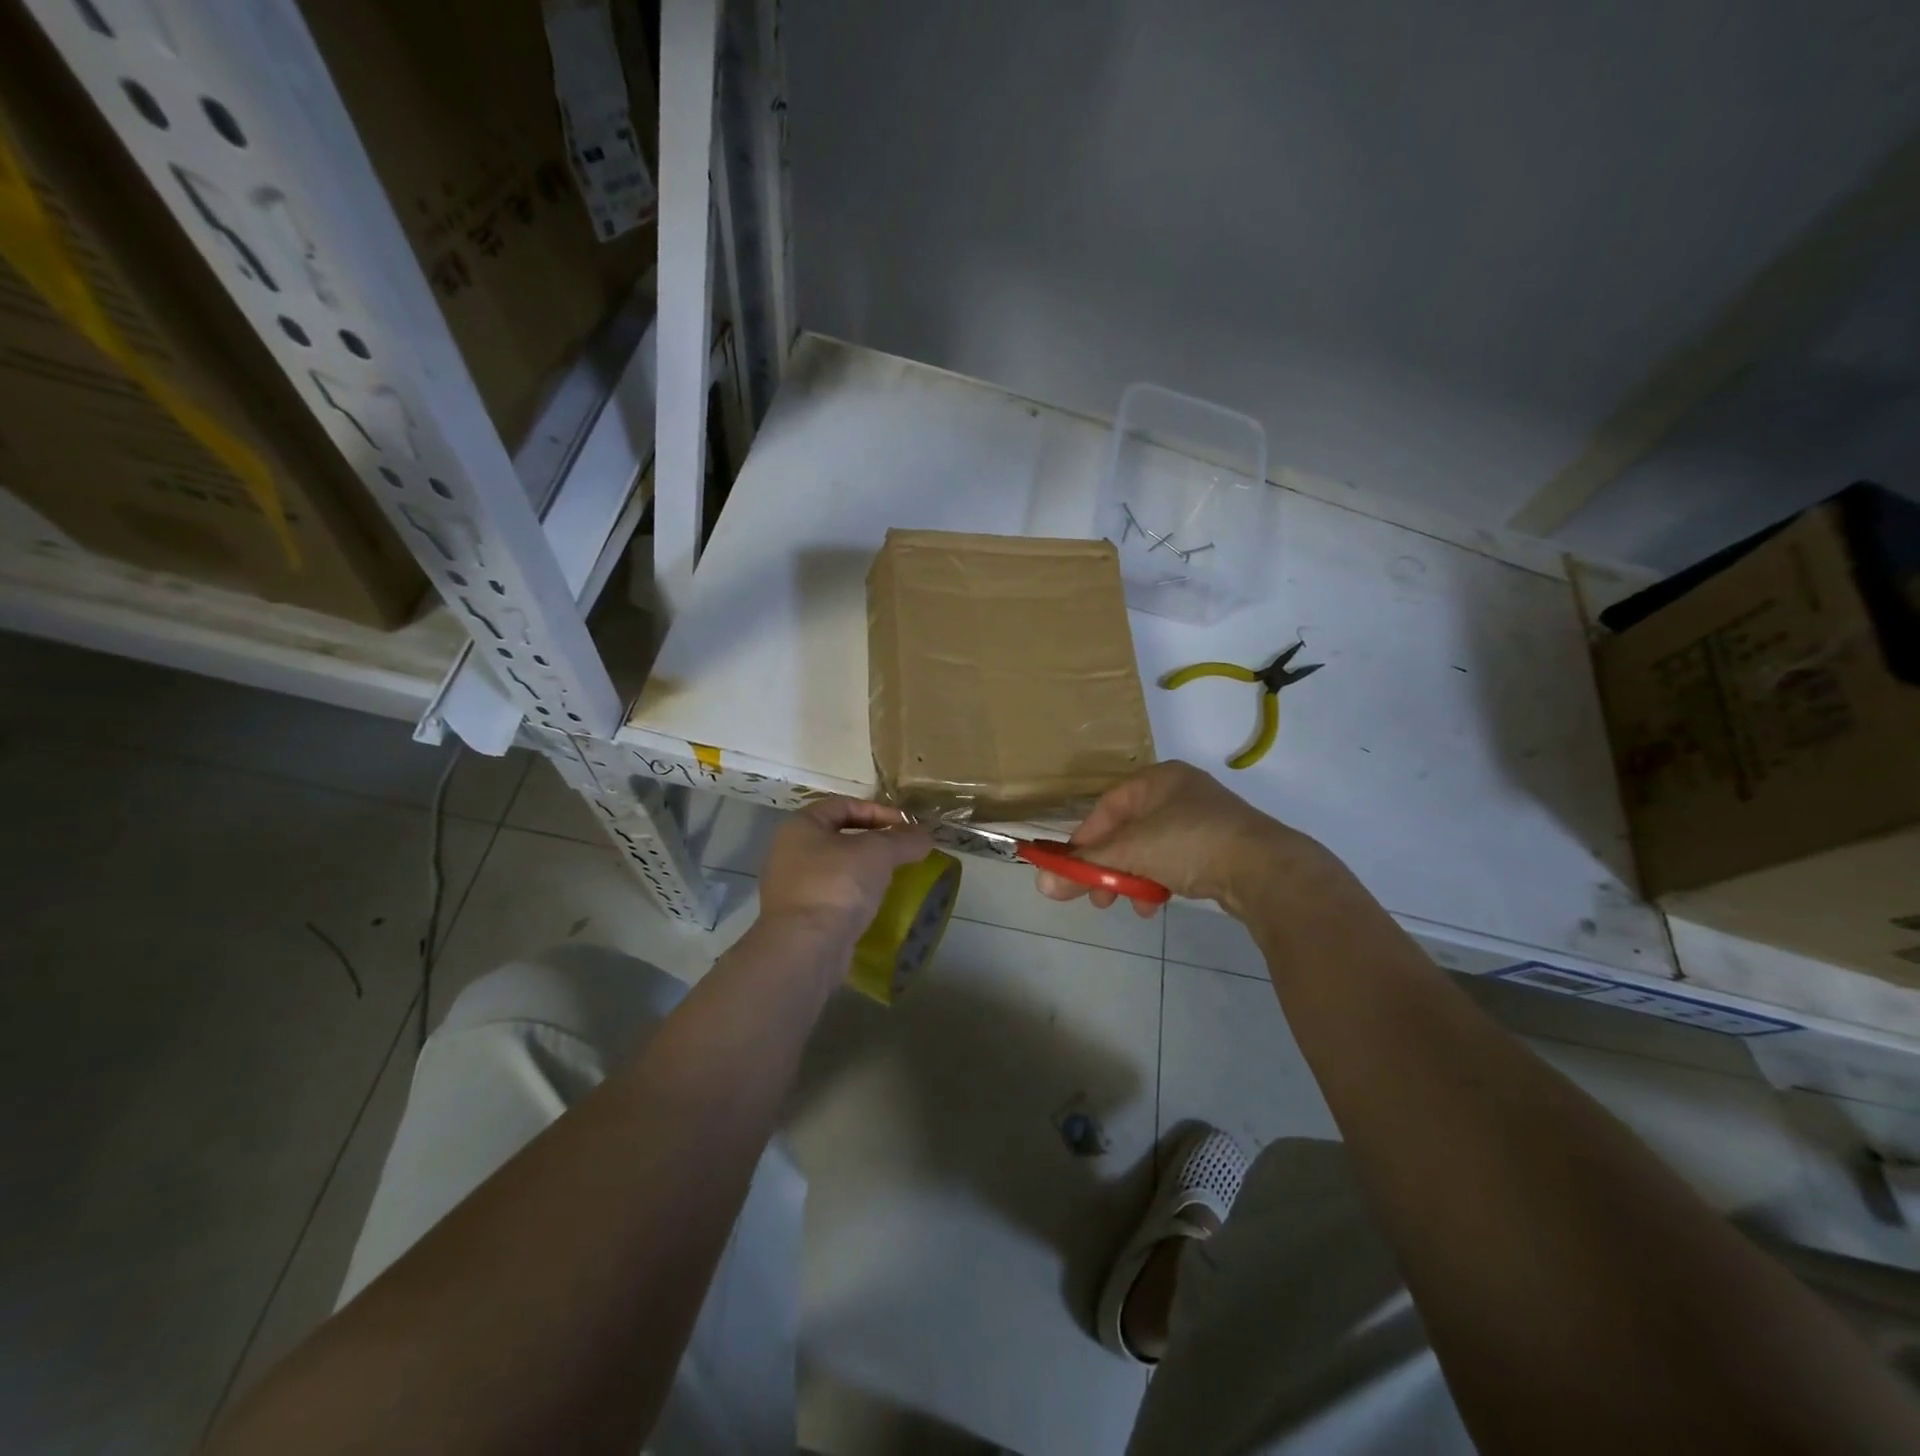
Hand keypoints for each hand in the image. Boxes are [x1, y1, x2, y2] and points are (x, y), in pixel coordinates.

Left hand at [758, 797, 933, 944]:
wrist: (805, 948)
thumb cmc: (837, 885)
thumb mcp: (878, 853)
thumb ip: (904, 839)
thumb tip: (925, 836)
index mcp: (801, 826)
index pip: (843, 805)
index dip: (878, 810)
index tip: (906, 826)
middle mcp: (790, 852)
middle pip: (839, 837)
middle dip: (874, 842)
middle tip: (903, 852)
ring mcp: (792, 887)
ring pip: (837, 868)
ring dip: (866, 870)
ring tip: (894, 878)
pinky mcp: (800, 918)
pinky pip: (833, 896)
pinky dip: (856, 896)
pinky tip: (876, 905)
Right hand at [1035, 761, 1331, 916]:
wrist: (1266, 870)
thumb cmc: (1190, 843)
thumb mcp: (1131, 851)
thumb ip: (1086, 865)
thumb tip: (1041, 883)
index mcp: (1159, 779)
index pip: (1107, 807)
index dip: (1084, 839)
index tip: (1069, 869)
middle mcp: (1179, 793)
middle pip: (1127, 831)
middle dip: (1107, 866)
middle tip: (1094, 896)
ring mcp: (1202, 821)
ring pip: (1149, 850)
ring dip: (1131, 879)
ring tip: (1126, 904)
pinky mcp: (1218, 849)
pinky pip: (1173, 863)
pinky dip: (1158, 882)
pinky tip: (1155, 906)